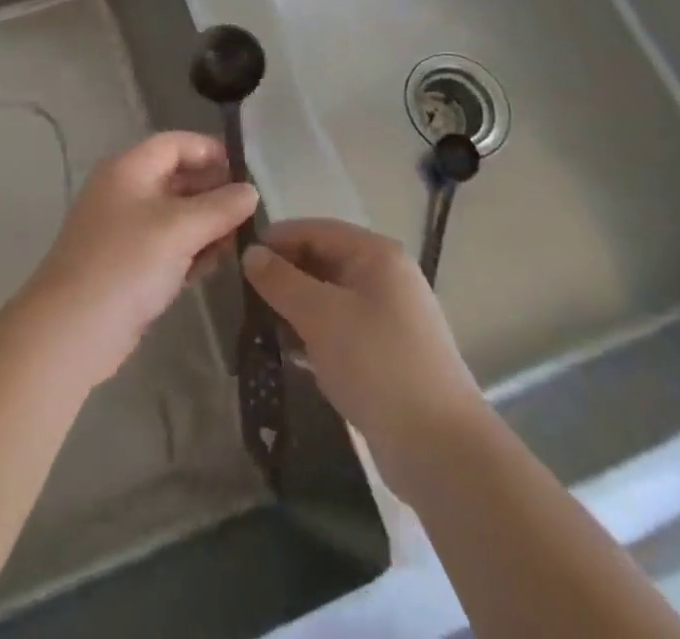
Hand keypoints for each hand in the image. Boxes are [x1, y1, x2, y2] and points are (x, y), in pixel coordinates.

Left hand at [22, 132, 258, 387]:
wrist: (72, 330)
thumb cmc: (126, 263)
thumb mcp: (179, 229)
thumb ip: (220, 207)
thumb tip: (251, 191)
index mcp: (129, 168)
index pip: (175, 144)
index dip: (210, 151)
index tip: (247, 171)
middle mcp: (124, 191)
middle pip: (176, 178)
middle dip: (213, 192)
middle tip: (252, 210)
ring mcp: (124, 230)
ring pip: (174, 215)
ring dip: (206, 225)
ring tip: (239, 240)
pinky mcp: (127, 265)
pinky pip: (167, 246)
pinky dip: (190, 250)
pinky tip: (214, 265)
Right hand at [244, 218, 479, 493]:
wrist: (441, 450)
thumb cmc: (377, 364)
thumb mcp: (320, 315)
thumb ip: (281, 281)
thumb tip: (251, 254)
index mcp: (376, 254)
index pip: (315, 229)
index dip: (276, 240)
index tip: (238, 261)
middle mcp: (386, 277)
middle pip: (323, 260)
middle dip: (284, 276)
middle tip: (243, 296)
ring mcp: (390, 316)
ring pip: (329, 297)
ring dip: (295, 308)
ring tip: (258, 325)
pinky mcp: (387, 354)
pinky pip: (341, 329)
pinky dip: (314, 334)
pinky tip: (287, 353)